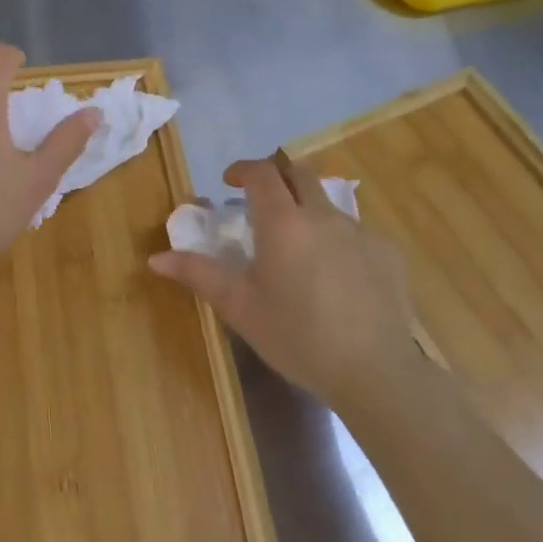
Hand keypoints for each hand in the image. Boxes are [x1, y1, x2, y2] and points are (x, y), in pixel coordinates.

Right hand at [149, 153, 420, 409]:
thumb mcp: (240, 307)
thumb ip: (198, 273)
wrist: (374, 371)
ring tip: (296, 245)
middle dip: (275, 178)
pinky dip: (336, 238)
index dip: (243, 169)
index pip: (262, 173)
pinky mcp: (387, 253)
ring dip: (306, 209)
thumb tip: (156, 258)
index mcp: (283, 222)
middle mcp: (323, 216)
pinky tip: (334, 275)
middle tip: (259, 203)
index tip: (229, 182)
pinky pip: (355, 231)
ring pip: (327, 203)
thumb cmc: (296, 337)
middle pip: (298, 174)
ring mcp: (360, 232)